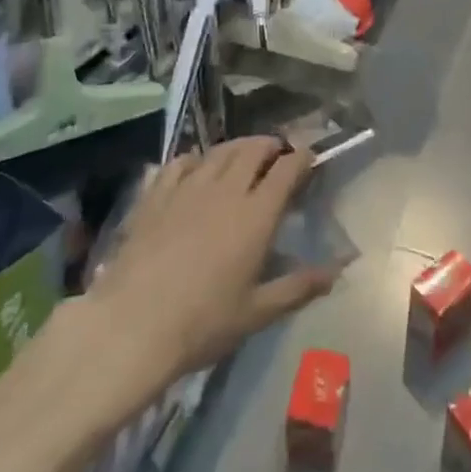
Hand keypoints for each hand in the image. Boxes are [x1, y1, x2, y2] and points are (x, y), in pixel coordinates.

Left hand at [85, 138, 339, 384]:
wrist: (132, 326)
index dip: (302, 157)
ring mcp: (189, 187)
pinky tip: (195, 168)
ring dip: (238, 147)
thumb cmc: (202, 323)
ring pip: (220, 150)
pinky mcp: (157, 194)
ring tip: (243, 155)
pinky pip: (181, 162)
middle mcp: (226, 190)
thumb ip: (299, 286)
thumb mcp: (257, 312)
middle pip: (254, 149)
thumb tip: (338, 270)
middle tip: (277, 154)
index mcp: (256, 214)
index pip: (287, 168)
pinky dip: (196, 159)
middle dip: (271, 145)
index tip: (309, 158)